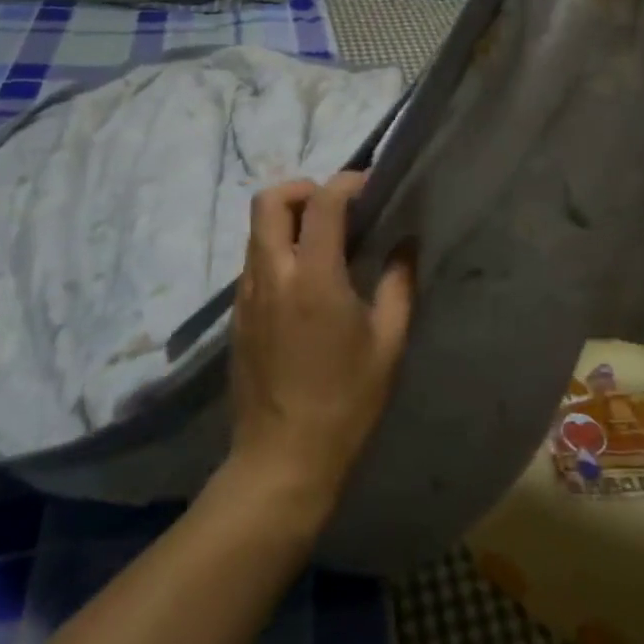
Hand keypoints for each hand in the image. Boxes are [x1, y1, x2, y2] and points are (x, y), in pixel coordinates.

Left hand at [227, 173, 413, 526]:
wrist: (281, 462)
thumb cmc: (345, 403)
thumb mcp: (388, 344)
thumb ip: (399, 284)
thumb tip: (406, 243)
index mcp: (314, 277)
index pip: (322, 201)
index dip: (347, 182)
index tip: (369, 187)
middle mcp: (273, 274)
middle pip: (270, 199)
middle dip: (303, 188)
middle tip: (335, 207)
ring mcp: (247, 294)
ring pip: (257, 228)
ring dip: (288, 217)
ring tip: (322, 240)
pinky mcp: (237, 314)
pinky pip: (253, 259)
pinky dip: (277, 247)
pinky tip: (304, 279)